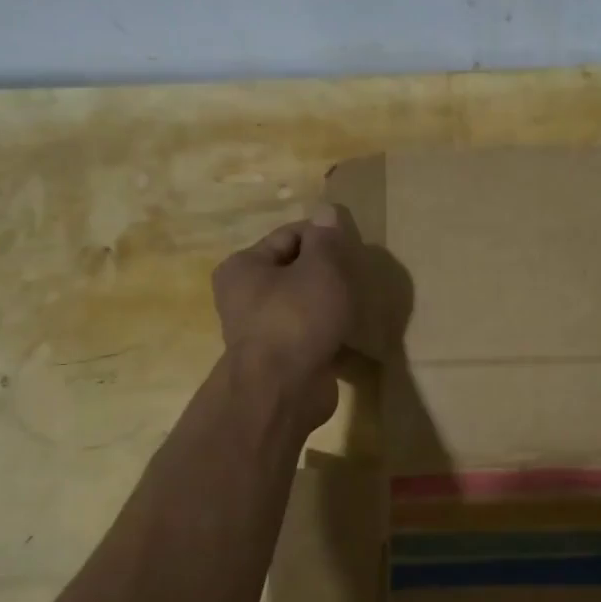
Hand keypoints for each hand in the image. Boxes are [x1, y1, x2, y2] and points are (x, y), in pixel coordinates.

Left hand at [212, 204, 355, 428]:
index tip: (353, 248)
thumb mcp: (321, 268)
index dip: (324, 237)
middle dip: (327, 272)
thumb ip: (327, 239)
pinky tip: (349, 334)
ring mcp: (260, 330)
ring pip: (302, 303)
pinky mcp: (279, 358)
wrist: (283, 390)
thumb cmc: (298, 318)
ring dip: (329, 303)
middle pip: (295, 270)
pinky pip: (308, 333)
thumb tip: (327, 211)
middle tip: (357, 278)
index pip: (289, 235)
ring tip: (356, 305)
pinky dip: (327, 331)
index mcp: (243, 266)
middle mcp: (243, 296)